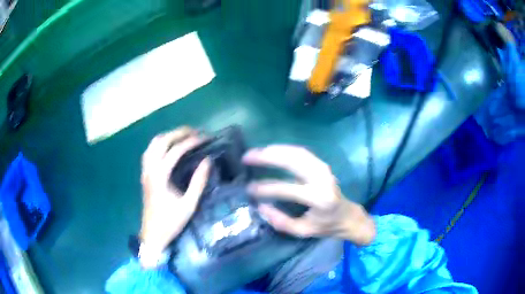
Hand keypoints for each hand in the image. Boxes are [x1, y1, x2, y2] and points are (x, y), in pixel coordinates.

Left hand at [139, 126, 209, 267]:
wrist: (152, 235)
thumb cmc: (171, 222)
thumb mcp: (189, 205)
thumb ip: (198, 182)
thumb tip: (207, 161)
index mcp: (159, 176)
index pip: (175, 151)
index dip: (191, 142)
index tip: (205, 138)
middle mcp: (149, 170)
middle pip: (161, 141)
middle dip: (178, 133)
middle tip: (195, 131)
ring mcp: (145, 172)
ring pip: (152, 145)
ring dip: (168, 136)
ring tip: (183, 136)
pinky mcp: (145, 175)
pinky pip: (150, 152)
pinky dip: (160, 144)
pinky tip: (169, 148)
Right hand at [243, 145, 375, 245]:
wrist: (348, 216)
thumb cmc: (326, 226)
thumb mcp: (303, 231)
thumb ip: (281, 221)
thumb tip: (260, 206)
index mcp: (319, 199)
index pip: (288, 190)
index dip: (266, 188)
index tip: (249, 189)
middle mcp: (322, 179)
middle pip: (293, 161)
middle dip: (268, 156)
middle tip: (247, 157)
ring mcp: (324, 169)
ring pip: (297, 152)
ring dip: (275, 150)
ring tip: (256, 152)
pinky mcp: (322, 165)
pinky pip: (301, 152)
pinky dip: (285, 149)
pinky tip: (272, 151)